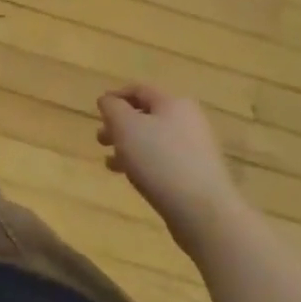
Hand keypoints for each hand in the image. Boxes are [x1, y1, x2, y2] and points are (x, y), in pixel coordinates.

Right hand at [97, 84, 243, 250]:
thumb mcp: (126, 127)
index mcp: (173, 103)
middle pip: (147, 116)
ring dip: (129, 147)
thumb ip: (112, 108)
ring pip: (154, 140)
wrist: (202, 211)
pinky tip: (131, 178)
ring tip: (111, 163)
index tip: (98, 111)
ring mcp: (196, 149)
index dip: (116, 96)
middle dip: (120, 126)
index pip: (139, 90)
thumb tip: (108, 100)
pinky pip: (164, 161)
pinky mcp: (197, 174)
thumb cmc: (159, 160)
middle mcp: (188, 121)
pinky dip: (144, 164)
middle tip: (101, 140)